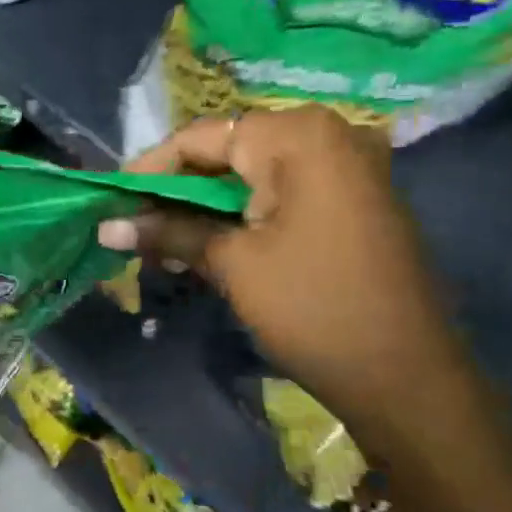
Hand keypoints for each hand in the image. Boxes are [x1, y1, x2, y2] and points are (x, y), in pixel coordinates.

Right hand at [100, 109, 468, 437]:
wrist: (406, 376)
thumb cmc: (312, 307)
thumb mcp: (232, 264)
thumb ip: (167, 232)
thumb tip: (105, 225)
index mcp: (298, 136)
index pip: (202, 137)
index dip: (150, 169)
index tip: (110, 201)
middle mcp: (326, 136)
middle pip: (227, 152)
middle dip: (176, 191)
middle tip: (132, 225)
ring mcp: (345, 168)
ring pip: (251, 175)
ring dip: (204, 206)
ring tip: (160, 241)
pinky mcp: (352, 201)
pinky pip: (280, 193)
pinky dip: (240, 215)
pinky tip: (205, 244)